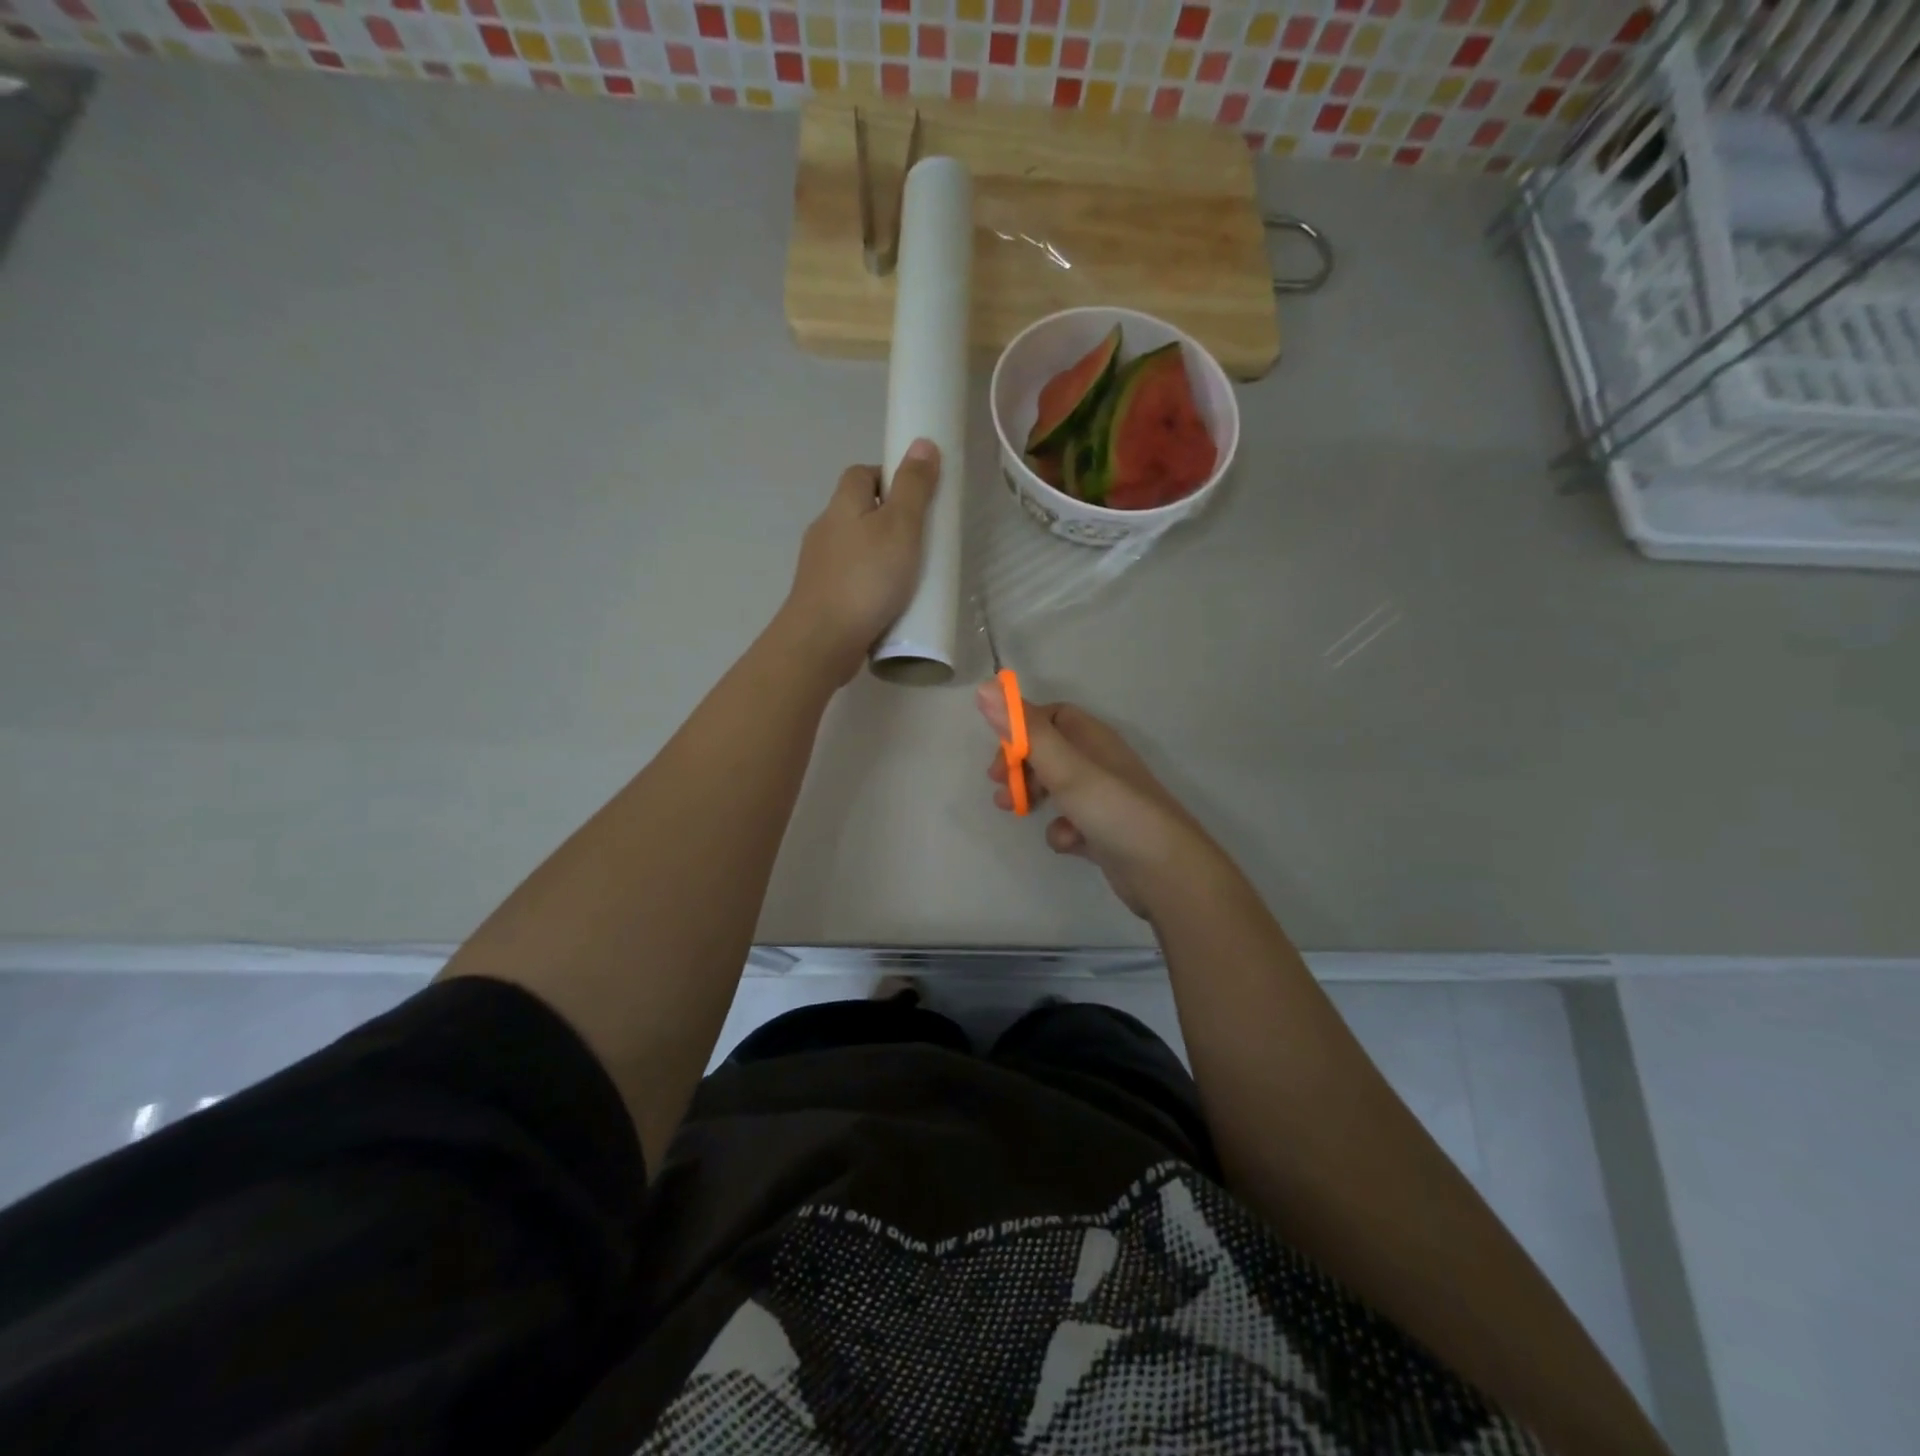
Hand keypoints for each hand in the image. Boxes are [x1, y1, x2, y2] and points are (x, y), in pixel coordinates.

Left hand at [780, 441, 940, 682]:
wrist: (822, 640)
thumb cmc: (867, 579)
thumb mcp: (901, 527)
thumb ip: (913, 487)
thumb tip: (921, 442)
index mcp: (842, 505)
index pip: (861, 473)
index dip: (888, 477)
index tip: (916, 498)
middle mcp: (825, 529)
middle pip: (857, 510)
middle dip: (887, 519)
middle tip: (920, 540)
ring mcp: (819, 566)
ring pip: (854, 547)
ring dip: (878, 554)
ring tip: (909, 574)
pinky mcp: (821, 597)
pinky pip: (850, 578)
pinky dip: (869, 583)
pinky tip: (887, 602)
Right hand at [977, 690, 1223, 917]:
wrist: (1166, 871)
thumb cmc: (1112, 809)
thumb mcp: (1064, 766)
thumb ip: (1025, 730)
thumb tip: (985, 686)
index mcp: (1093, 739)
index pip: (1051, 717)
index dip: (1021, 730)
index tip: (1000, 753)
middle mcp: (1100, 764)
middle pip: (1050, 753)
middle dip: (1021, 768)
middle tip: (999, 788)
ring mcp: (1104, 800)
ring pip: (1058, 790)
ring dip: (1034, 797)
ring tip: (1016, 812)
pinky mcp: (1105, 833)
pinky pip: (1072, 824)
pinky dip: (1062, 831)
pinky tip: (1068, 844)